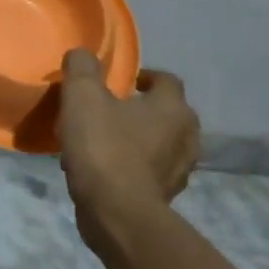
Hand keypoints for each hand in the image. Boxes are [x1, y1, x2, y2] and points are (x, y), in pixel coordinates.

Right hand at [59, 53, 200, 248]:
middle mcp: (186, 136)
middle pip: (166, 113)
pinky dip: (131, 165)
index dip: (143, 76)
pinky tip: (103, 168)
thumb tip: (82, 55)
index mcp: (172, 108)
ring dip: (136, 139)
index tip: (119, 82)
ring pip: (158, 143)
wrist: (116, 213)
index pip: (166, 80)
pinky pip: (149, 170)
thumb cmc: (103, 147)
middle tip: (108, 110)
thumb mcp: (82, 96)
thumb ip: (82, 67)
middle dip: (140, 109)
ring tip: (102, 140)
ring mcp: (179, 170)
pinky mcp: (165, 196)